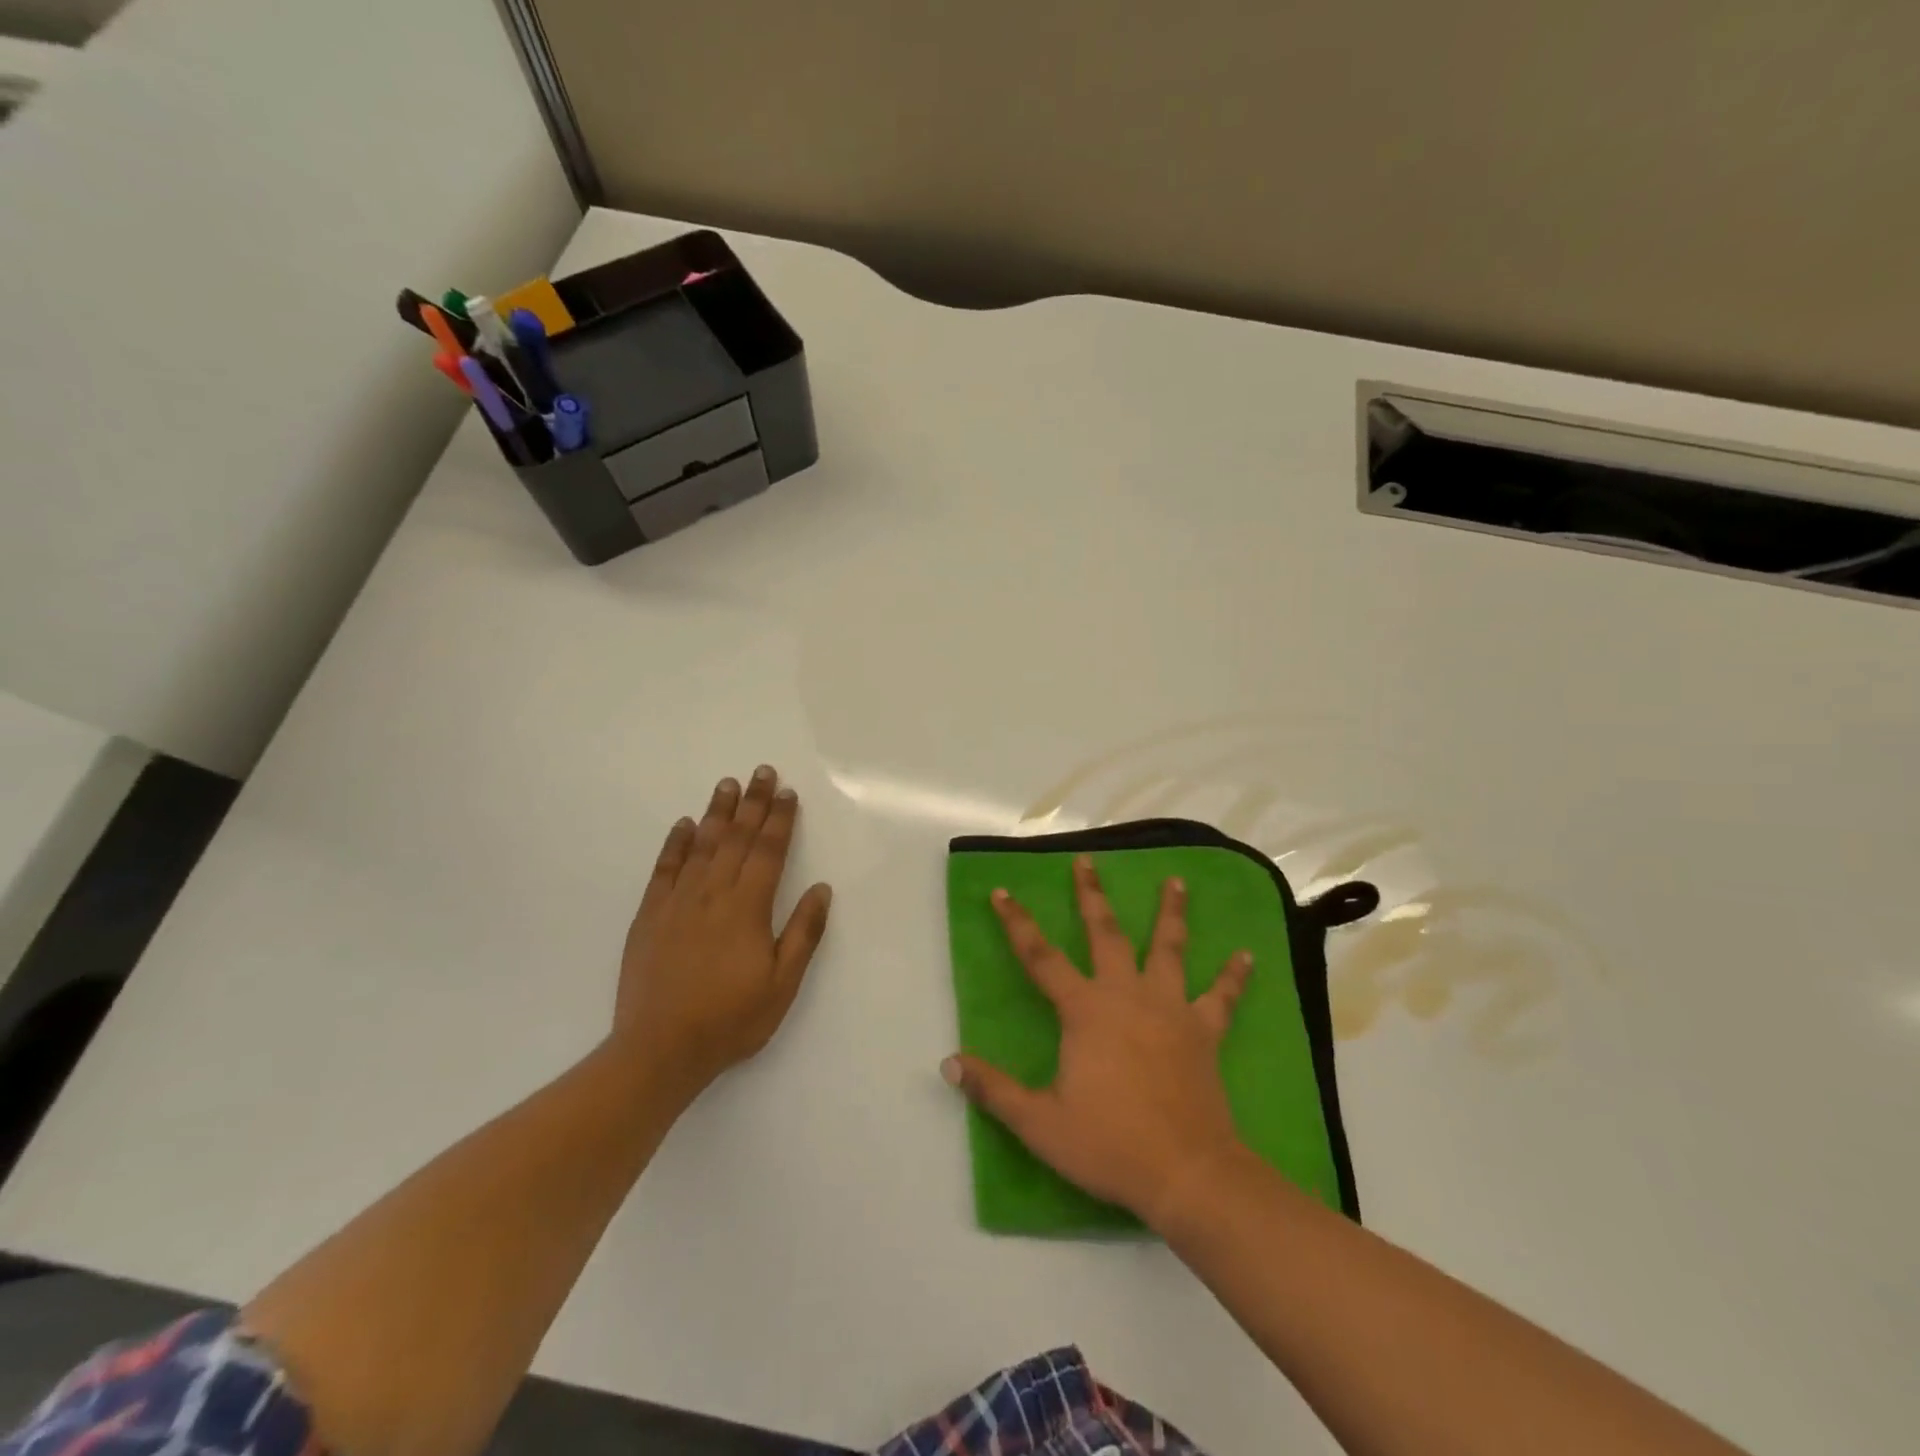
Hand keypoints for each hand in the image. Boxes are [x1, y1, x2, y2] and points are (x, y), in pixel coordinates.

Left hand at [615, 767, 832, 1099]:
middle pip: (737, 838)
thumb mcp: (782, 984)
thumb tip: (821, 888)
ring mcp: (678, 902)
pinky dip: (675, 844)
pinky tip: (683, 825)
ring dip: (717, 813)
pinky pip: (664, 869)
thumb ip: (803, 933)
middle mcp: (713, 894)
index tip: (787, 793)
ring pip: (701, 845)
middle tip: (762, 771)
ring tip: (728, 784)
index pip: (768, 852)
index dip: (780, 820)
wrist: (660, 1049)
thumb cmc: (730, 1019)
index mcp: (748, 908)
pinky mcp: (650, 915)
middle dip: (753, 803)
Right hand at [943, 854, 1252, 1227]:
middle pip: (1106, 934)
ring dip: (1171, 913)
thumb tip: (949, 1062)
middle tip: (1088, 861)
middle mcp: (1126, 995)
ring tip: (1177, 881)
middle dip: (1092, 895)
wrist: (1186, 1173)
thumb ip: (994, 1090)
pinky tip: (1247, 955)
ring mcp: (1170, 1009)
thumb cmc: (1109, 1144)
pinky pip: (1221, 997)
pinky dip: (1234, 976)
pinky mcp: (1204, 1032)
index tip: (1004, 892)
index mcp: (1085, 1010)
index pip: (1040, 957)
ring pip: (1169, 949)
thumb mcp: (1039, 1122)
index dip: (1018, 923)